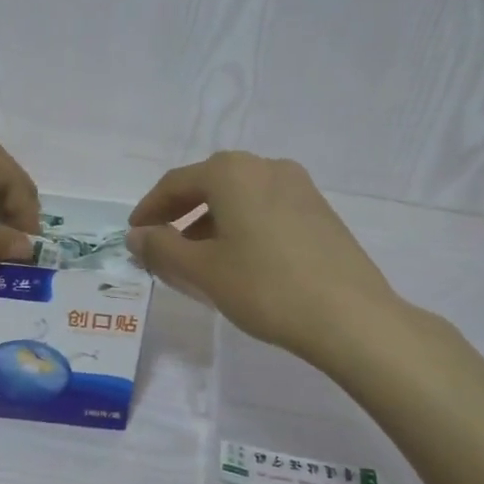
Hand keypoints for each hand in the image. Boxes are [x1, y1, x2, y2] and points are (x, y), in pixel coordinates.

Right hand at [127, 152, 399, 363]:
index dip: (149, 209)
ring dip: (212, 222)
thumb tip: (137, 236)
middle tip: (162, 245)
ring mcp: (300, 187)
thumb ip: (161, 248)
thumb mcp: (202, 271)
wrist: (349, 316)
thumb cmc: (264, 287)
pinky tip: (241, 261)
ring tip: (199, 259)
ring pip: (240, 197)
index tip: (134, 235)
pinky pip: (266, 209)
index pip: (176, 183)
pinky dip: (242, 227)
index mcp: (232, 172)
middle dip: (181, 214)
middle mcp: (267, 167)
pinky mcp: (320, 211)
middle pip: (210, 184)